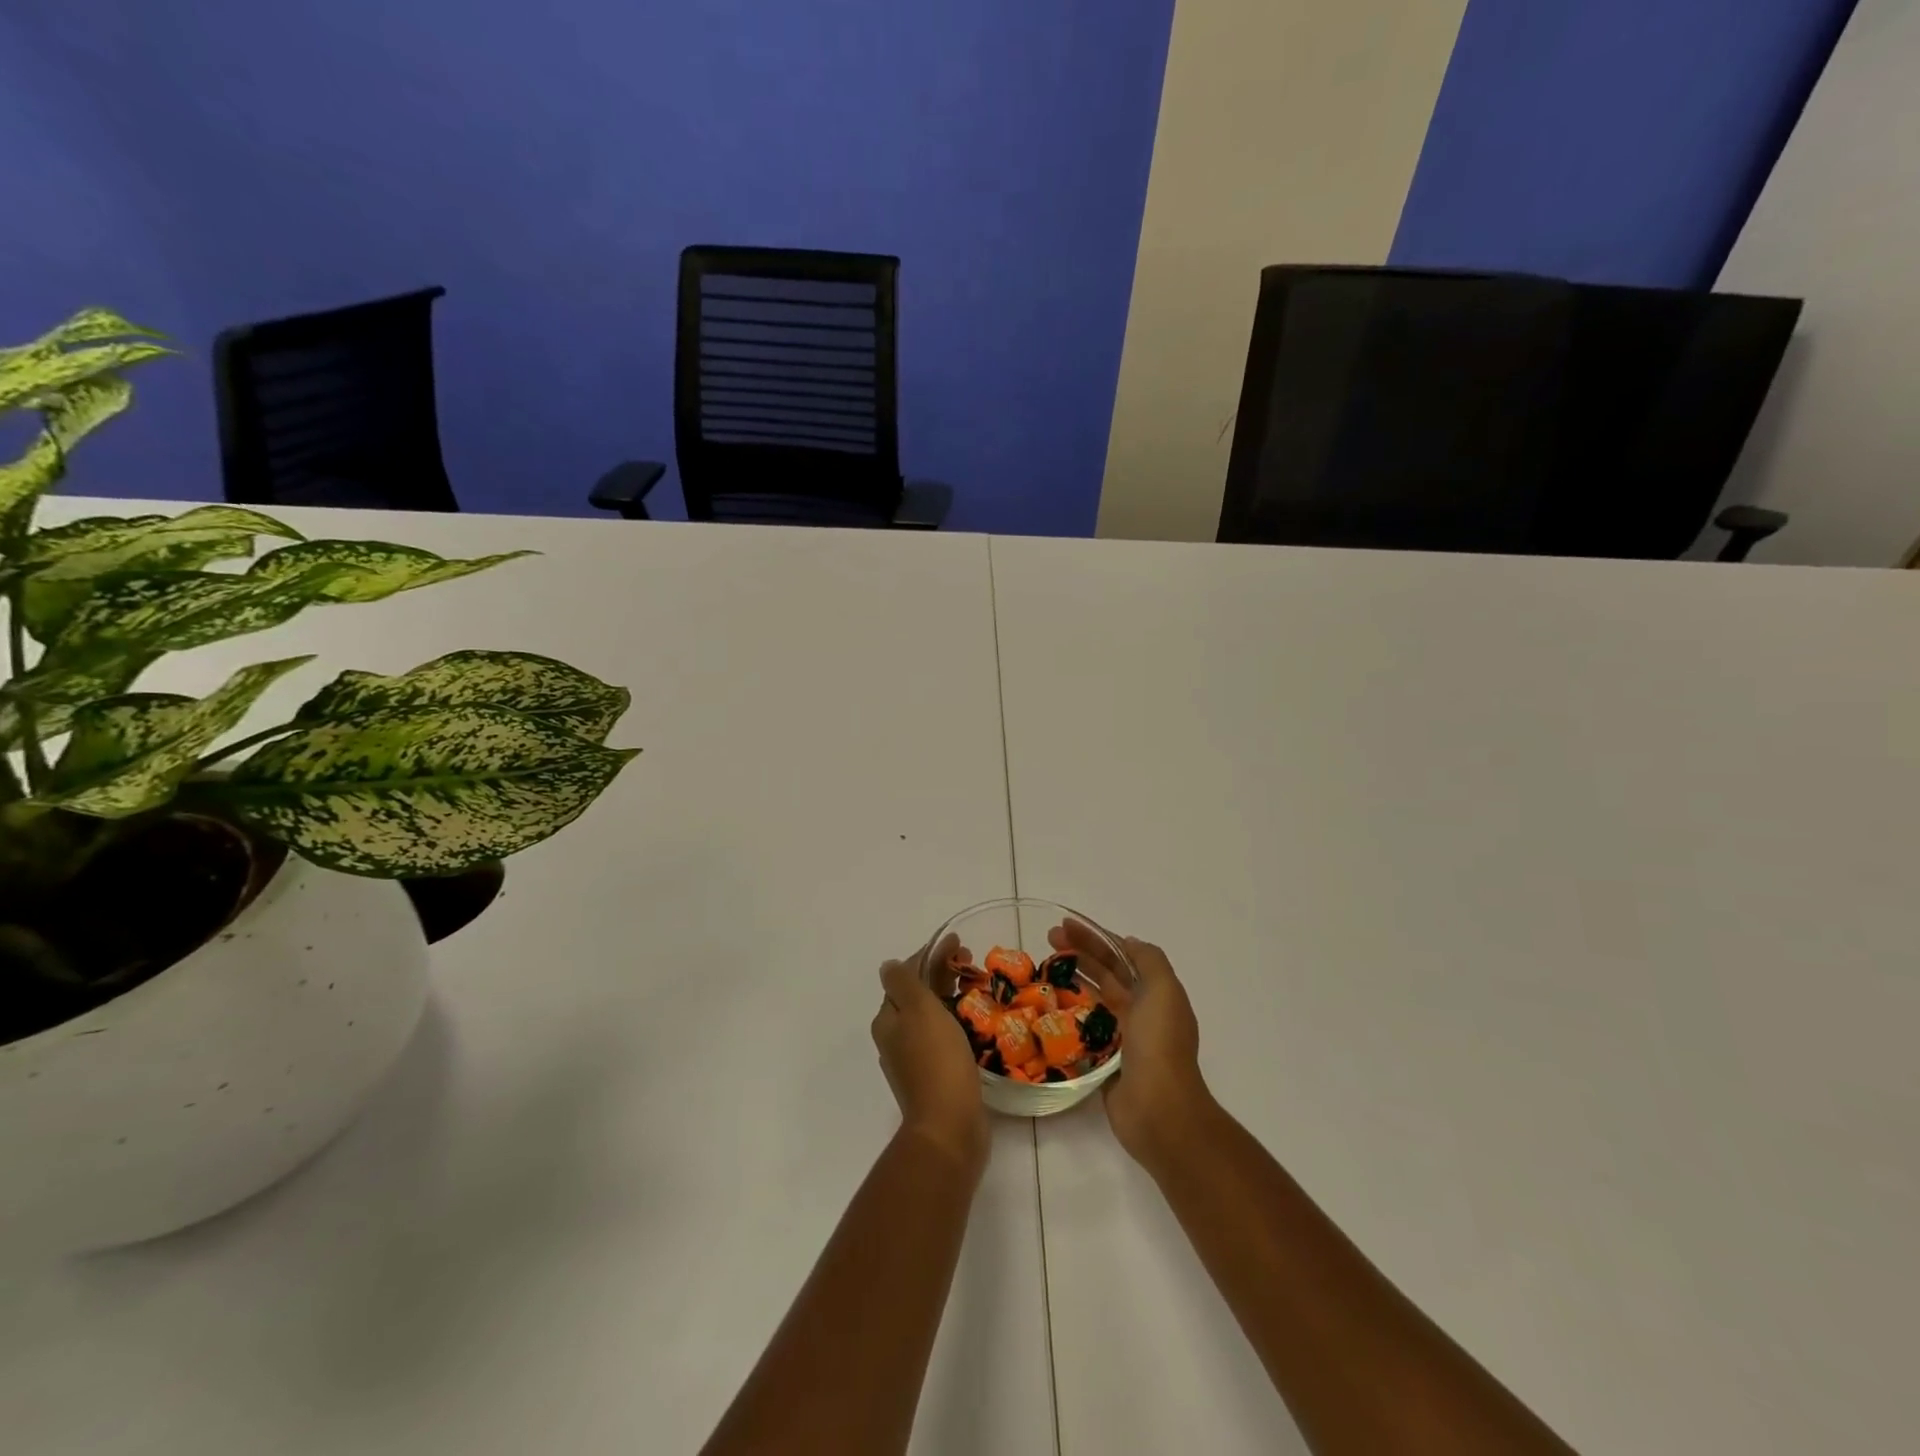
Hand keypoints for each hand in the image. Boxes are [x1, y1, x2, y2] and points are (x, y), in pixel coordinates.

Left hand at [871, 933, 988, 1174]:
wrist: (949, 1127)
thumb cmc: (936, 1060)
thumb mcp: (918, 1010)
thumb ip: (903, 982)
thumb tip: (888, 965)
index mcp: (888, 1020)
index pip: (905, 975)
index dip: (930, 955)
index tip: (958, 943)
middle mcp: (896, 1038)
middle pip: (918, 995)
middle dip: (942, 973)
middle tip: (971, 961)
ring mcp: (915, 1060)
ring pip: (932, 1015)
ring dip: (952, 996)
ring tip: (978, 986)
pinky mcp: (936, 1077)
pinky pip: (945, 1037)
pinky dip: (958, 1021)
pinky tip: (977, 1021)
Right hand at [1050, 921, 1213, 1171]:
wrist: (1159, 1109)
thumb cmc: (1160, 1044)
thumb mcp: (1163, 990)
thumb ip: (1149, 960)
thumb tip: (1127, 942)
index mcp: (1155, 994)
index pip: (1121, 956)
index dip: (1095, 937)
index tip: (1066, 925)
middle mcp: (1139, 1012)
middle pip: (1105, 974)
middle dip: (1078, 953)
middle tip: (1046, 941)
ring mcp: (1121, 1038)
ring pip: (1092, 1000)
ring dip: (1070, 981)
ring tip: (1042, 969)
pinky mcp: (1103, 1063)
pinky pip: (1082, 1032)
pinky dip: (1067, 1017)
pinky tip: (1045, 1008)